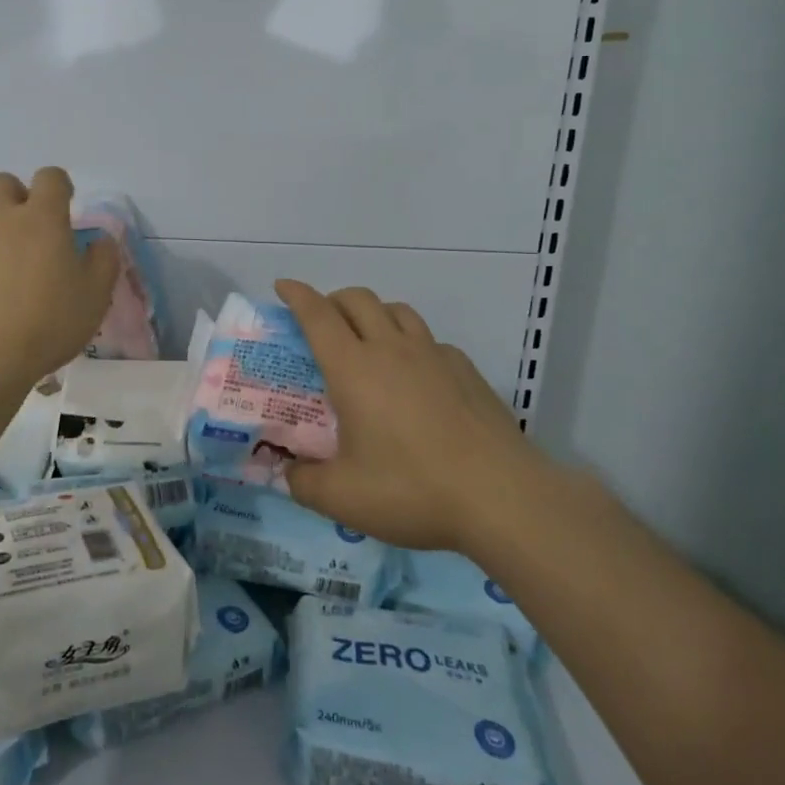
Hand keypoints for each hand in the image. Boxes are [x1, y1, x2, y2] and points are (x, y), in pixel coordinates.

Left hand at [0, 168, 118, 386]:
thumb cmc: (46, 325)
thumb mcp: (95, 297)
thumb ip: (104, 261)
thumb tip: (101, 240)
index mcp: (42, 218)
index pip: (50, 178)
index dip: (59, 186)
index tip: (64, 205)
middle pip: (2, 183)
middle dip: (16, 196)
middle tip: (26, 229)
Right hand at [276, 279, 536, 554]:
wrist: (501, 497)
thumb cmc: (412, 490)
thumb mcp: (341, 498)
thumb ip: (304, 483)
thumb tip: (290, 473)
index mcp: (353, 368)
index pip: (317, 315)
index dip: (297, 295)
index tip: (282, 286)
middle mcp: (391, 349)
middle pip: (357, 299)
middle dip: (333, 300)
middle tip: (321, 322)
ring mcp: (433, 355)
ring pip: (397, 310)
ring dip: (374, 314)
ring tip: (367, 340)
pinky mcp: (465, 370)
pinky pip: (429, 339)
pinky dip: (411, 343)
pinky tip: (414, 376)